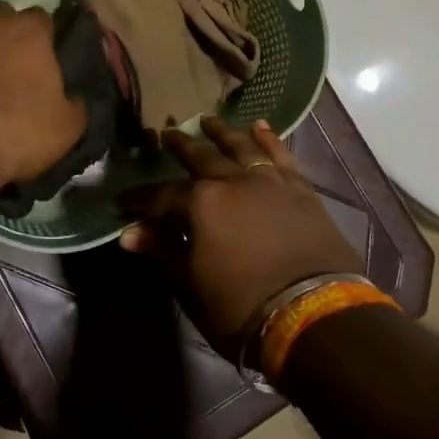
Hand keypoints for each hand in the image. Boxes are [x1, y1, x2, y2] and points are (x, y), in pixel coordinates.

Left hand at [0, 3, 86, 198]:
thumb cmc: (14, 136)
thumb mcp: (67, 129)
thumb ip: (77, 102)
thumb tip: (74, 95)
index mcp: (30, 30)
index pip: (42, 20)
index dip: (41, 41)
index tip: (38, 62)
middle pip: (2, 15)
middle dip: (4, 33)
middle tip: (3, 64)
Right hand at [121, 117, 360, 348]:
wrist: (315, 318)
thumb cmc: (241, 307)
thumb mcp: (190, 284)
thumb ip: (162, 251)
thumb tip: (130, 234)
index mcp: (200, 203)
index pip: (159, 197)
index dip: (139, 200)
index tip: (123, 201)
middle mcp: (232, 181)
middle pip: (200, 157)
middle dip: (180, 146)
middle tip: (167, 133)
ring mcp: (269, 182)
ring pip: (241, 148)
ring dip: (223, 133)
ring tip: (210, 121)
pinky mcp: (301, 191)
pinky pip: (282, 157)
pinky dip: (270, 140)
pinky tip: (262, 127)